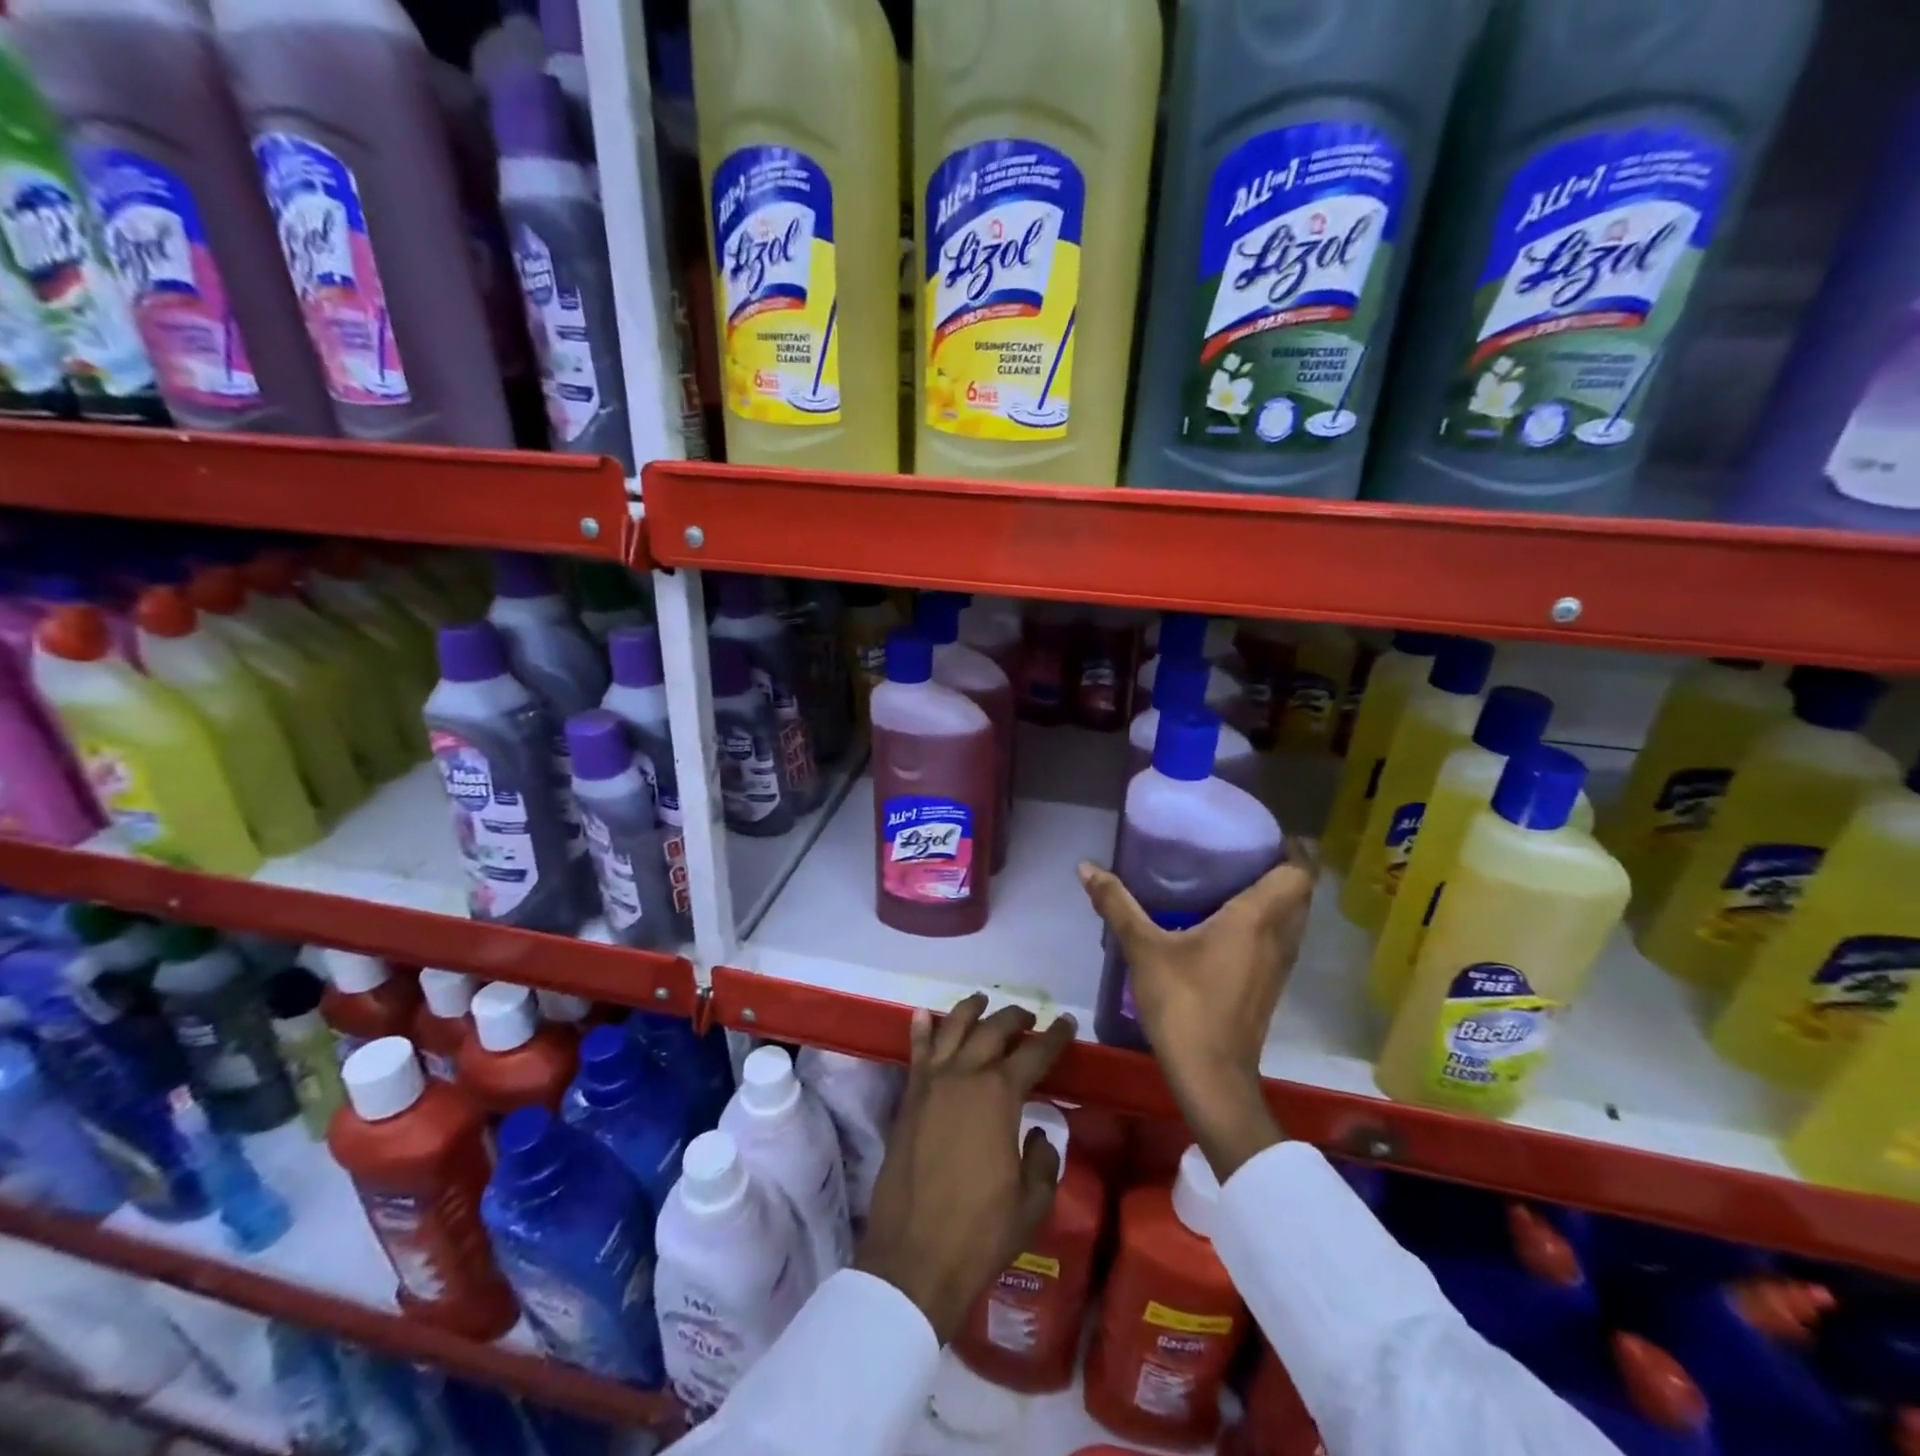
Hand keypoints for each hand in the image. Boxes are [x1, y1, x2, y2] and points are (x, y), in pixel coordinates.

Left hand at [855, 996, 1075, 1342]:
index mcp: (1000, 1095)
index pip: (1035, 1053)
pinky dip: (920, 1030)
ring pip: (951, 1028)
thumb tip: (1038, 1134)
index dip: (1054, 1037)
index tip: (1065, 1023)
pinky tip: (922, 1014)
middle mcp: (965, 1075)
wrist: (915, 1256)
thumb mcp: (1033, 1201)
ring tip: (982, 1001)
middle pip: (993, 1030)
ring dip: (969, 1010)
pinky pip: (916, 1053)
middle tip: (1028, 1017)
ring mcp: (931, 1083)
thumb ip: (1043, 1159)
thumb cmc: (981, 1232)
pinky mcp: (908, 1098)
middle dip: (1014, 1018)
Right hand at [1078, 840, 1318, 1179]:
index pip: (1298, 872)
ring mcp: (1280, 965)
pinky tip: (1228, 922)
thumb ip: (1116, 904)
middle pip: (1300, 891)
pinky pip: (1281, 938)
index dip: (1291, 846)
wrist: (1212, 1075)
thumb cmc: (1183, 1004)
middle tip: (1242, 849)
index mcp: (1256, 919)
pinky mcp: (1271, 985)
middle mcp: (1279, 937)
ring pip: (1294, 917)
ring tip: (1235, 878)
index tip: (1262, 831)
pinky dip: (1268, 921)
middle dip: (1282, 866)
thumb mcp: (1143, 949)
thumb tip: (1086, 867)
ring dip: (1277, 895)